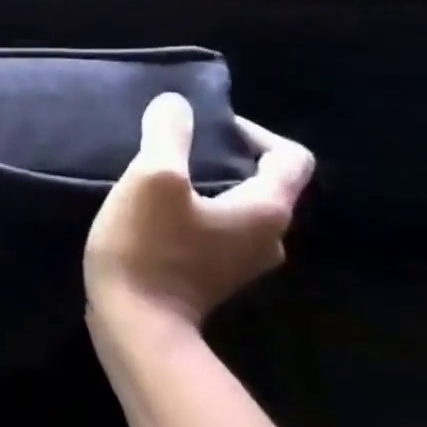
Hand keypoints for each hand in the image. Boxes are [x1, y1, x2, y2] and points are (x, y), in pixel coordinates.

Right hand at [84, 93, 313, 342]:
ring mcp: (241, 262)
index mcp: (267, 210)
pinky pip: (214, 229)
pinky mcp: (212, 276)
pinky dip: (193, 212)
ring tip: (158, 177)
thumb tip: (175, 104)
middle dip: (221, 158)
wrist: (135, 321)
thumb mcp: (152, 179)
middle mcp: (268, 237)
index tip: (206, 126)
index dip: (252, 131)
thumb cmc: (149, 247)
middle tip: (174, 147)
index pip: (290, 157)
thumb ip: (168, 135)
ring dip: (204, 185)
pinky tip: (153, 212)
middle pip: (261, 182)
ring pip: (235, 206)